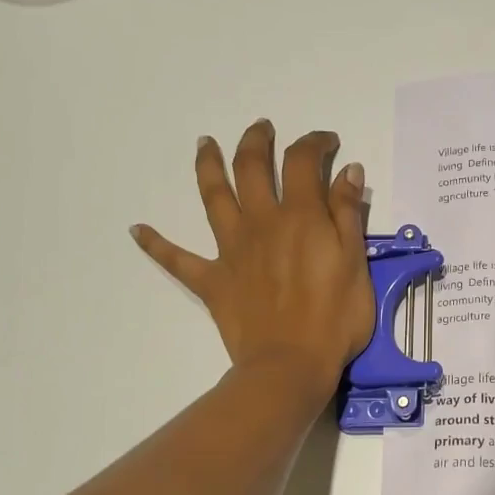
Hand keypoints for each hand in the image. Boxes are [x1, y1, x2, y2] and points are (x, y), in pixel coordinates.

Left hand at [133, 121, 374, 400]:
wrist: (290, 365)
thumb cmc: (335, 319)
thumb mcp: (356, 264)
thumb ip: (348, 214)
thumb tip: (345, 170)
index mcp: (301, 217)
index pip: (303, 162)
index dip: (314, 143)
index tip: (327, 142)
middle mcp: (261, 222)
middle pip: (252, 168)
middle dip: (256, 142)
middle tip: (261, 128)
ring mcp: (231, 250)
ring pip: (214, 197)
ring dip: (207, 165)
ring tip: (205, 144)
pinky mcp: (212, 280)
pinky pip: (177, 260)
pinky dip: (156, 244)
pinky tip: (137, 230)